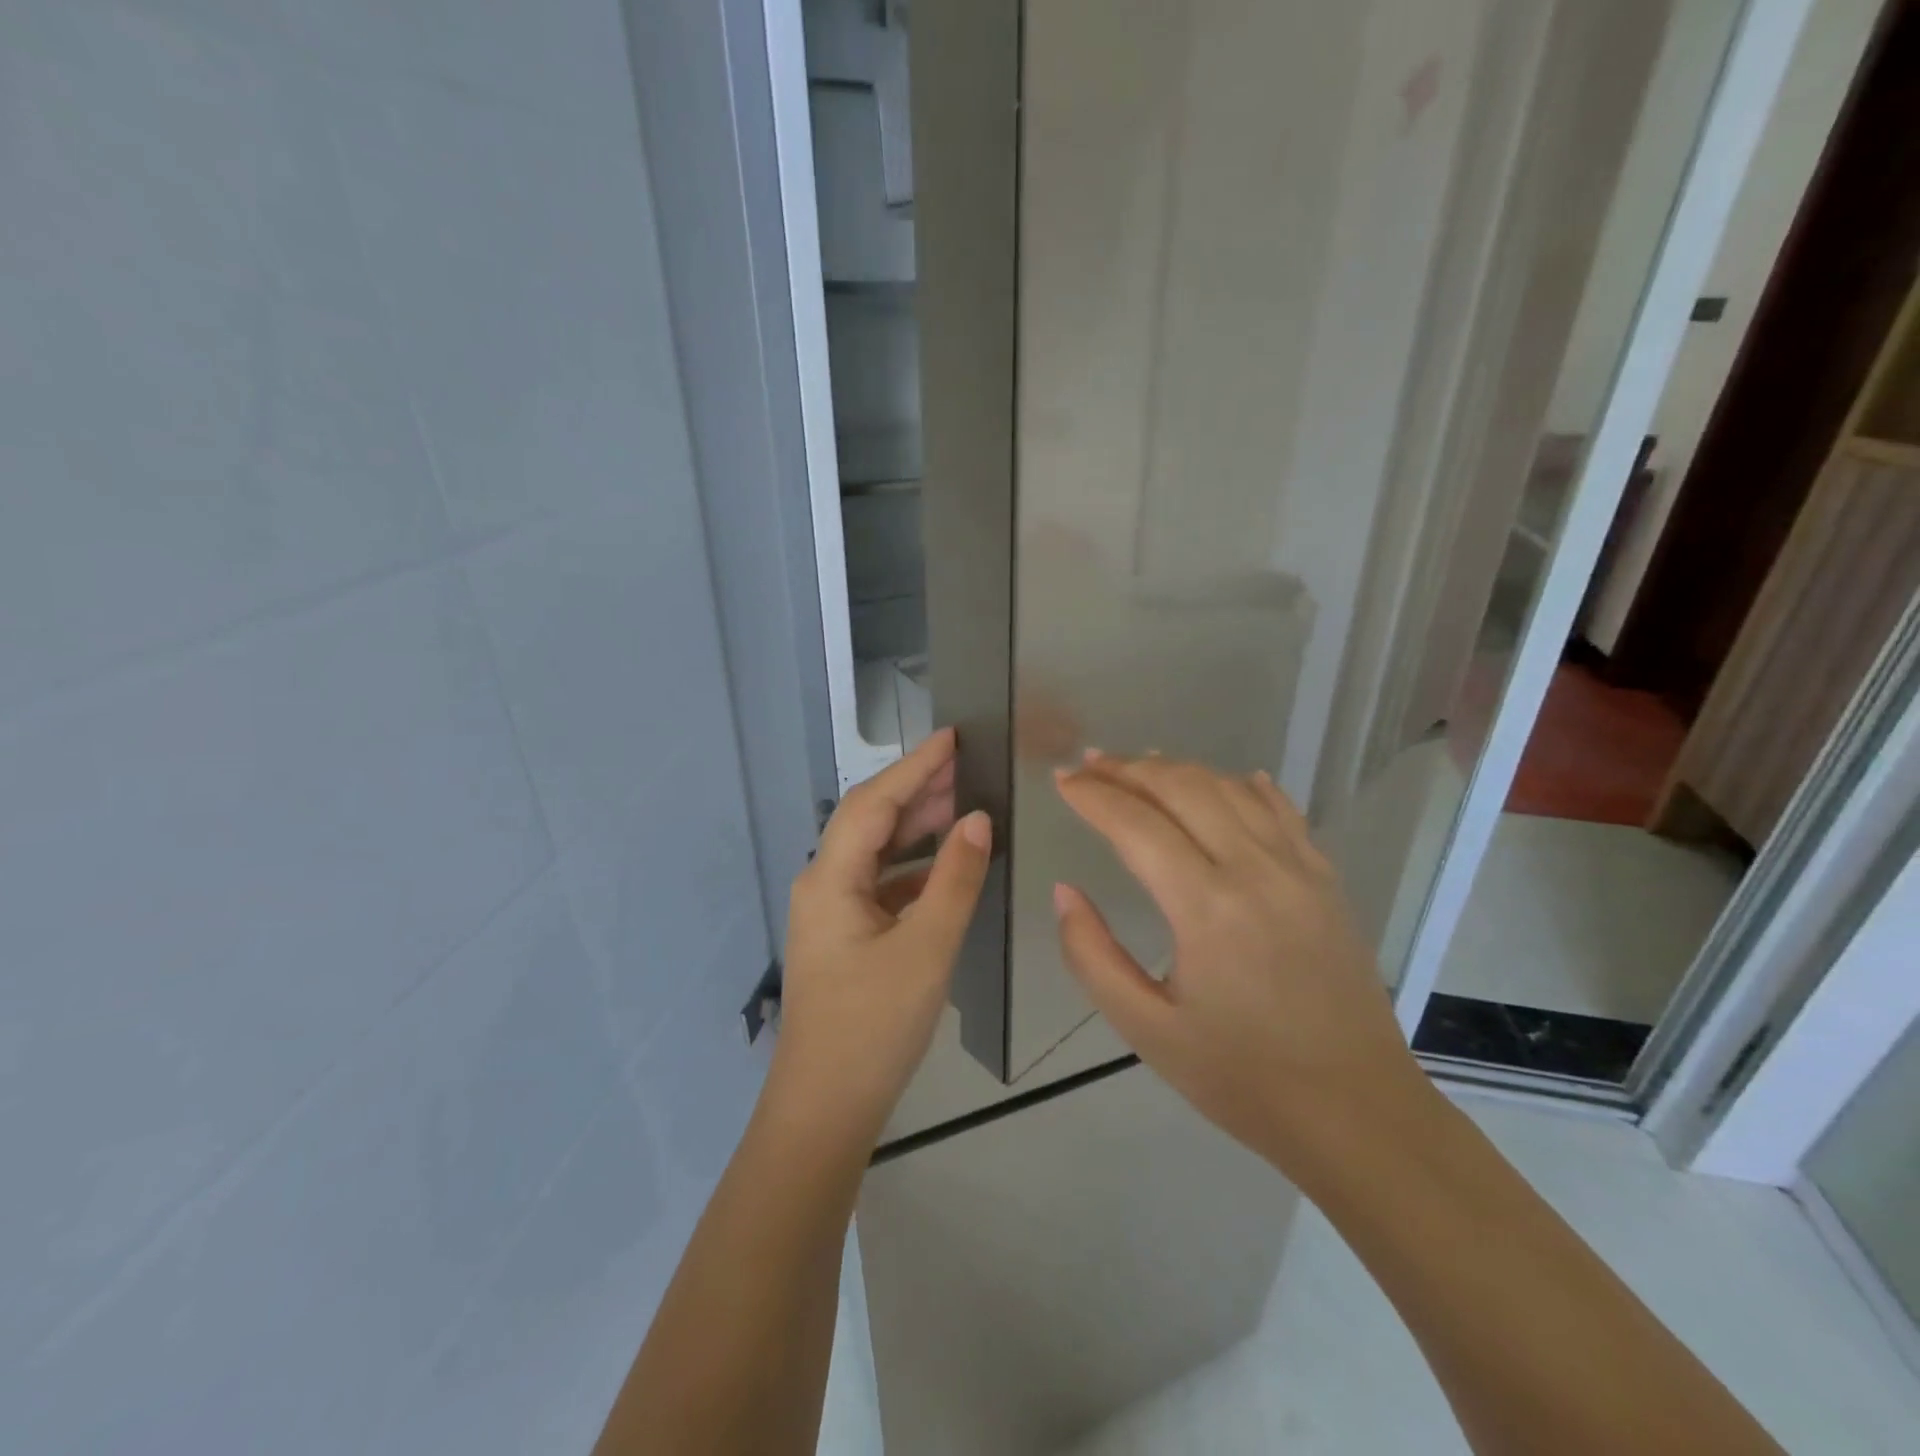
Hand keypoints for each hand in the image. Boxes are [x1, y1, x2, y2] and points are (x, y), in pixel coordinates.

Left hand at [769, 728, 992, 1149]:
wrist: (824, 1109)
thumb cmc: (873, 1027)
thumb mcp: (926, 948)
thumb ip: (954, 879)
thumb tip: (976, 819)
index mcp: (830, 879)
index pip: (874, 803)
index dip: (914, 767)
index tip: (953, 737)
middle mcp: (822, 885)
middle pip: (870, 822)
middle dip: (916, 790)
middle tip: (966, 766)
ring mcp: (830, 913)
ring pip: (876, 853)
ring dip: (915, 828)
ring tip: (962, 806)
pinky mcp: (844, 938)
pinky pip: (880, 885)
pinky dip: (913, 868)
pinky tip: (945, 868)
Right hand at [1051, 753, 1425, 1169]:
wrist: (1358, 1113)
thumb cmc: (1243, 1078)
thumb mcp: (1146, 1029)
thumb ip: (1092, 955)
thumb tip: (1065, 892)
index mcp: (1206, 907)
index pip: (1136, 824)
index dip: (1094, 796)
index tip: (1062, 782)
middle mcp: (1254, 870)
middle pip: (1183, 788)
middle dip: (1129, 769)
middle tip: (1091, 765)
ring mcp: (1298, 869)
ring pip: (1230, 788)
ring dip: (1179, 769)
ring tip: (1141, 765)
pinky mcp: (1325, 880)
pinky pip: (1282, 810)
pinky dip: (1245, 785)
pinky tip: (1229, 780)